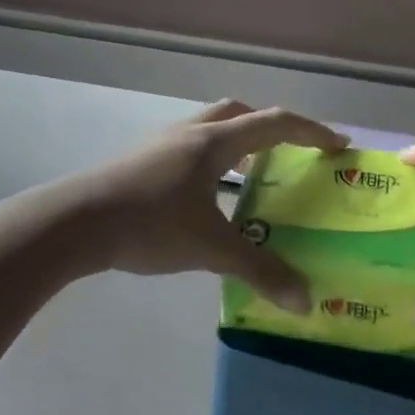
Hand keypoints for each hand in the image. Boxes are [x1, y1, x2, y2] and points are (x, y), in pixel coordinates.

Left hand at [71, 101, 347, 309]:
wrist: (75, 222)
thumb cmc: (149, 224)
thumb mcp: (210, 248)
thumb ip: (260, 271)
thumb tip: (305, 300)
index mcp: (214, 142)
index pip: (274, 124)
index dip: (311, 131)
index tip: (338, 145)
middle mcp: (189, 133)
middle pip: (239, 114)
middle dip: (270, 129)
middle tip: (290, 155)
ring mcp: (161, 145)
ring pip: (210, 129)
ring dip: (236, 144)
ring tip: (251, 179)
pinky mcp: (141, 162)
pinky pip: (189, 150)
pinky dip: (211, 163)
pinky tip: (207, 200)